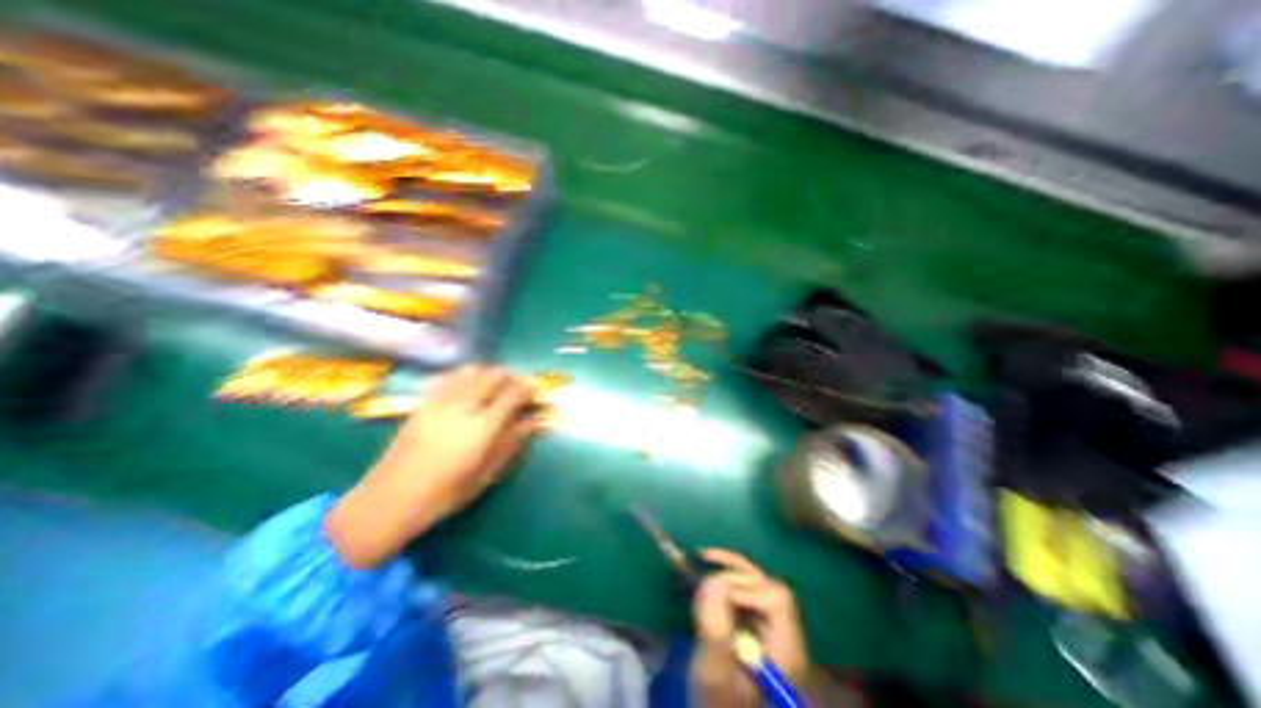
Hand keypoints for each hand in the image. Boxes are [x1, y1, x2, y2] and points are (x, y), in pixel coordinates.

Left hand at [320, 367, 532, 566]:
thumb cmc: (445, 493)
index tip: (532, 395)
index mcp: (482, 427)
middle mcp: (464, 406)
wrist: (389, 499)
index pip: (513, 393)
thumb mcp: (486, 474)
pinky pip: (449, 377)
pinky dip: (464, 377)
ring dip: (487, 375)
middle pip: (493, 375)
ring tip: (491, 389)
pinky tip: (466, 390)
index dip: (527, 390)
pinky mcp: (423, 402)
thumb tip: (531, 422)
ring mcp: (440, 401)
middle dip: (509, 379)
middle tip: (513, 393)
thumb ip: (510, 443)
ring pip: (471, 371)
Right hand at [687, 551, 807, 704]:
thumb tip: (712, 582)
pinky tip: (708, 560)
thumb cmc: (718, 704)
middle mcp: (785, 633)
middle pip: (767, 585)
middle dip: (734, 576)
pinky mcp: (756, 620)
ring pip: (756, 580)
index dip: (745, 590)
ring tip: (702, 556)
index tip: (715, 598)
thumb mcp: (714, 674)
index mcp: (785, 650)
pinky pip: (746, 586)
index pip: (776, 599)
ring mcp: (772, 625)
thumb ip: (715, 629)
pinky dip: (727, 571)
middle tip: (705, 581)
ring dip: (729, 566)